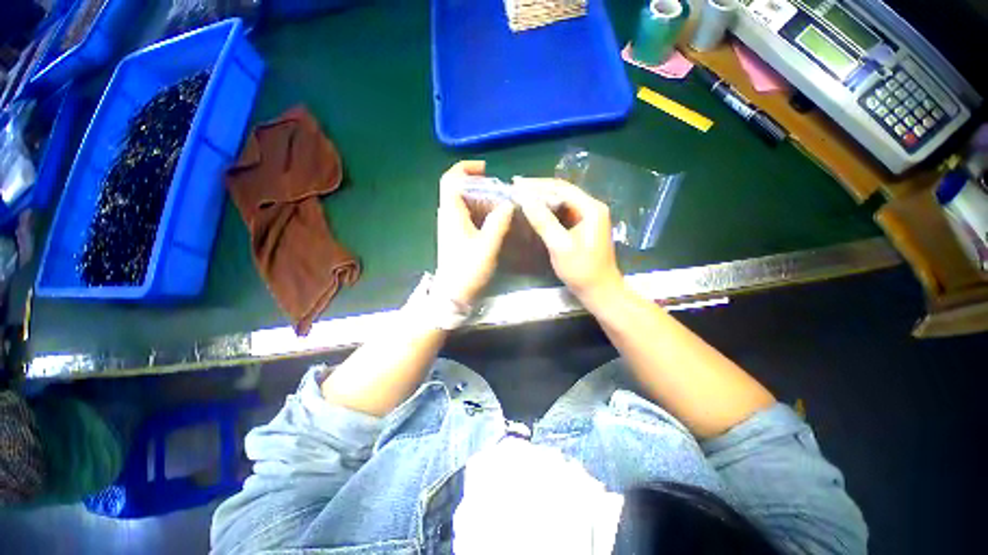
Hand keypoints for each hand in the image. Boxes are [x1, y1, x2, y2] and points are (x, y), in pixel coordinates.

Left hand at [434, 161, 513, 305]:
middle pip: (457, 189)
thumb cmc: (468, 269)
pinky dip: (479, 211)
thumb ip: (498, 222)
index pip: (450, 180)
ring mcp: (450, 227)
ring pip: (463, 203)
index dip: (465, 168)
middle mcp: (447, 216)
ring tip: (500, 203)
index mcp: (451, 213)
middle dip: (478, 183)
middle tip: (499, 189)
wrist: (453, 294)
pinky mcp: (455, 236)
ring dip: (480, 198)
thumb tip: (508, 204)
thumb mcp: (487, 246)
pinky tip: (494, 220)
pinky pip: (466, 215)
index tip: (485, 169)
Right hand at [515, 178, 623, 303]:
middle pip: (563, 191)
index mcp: (591, 209)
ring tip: (522, 196)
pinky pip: (564, 212)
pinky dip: (549, 210)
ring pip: (562, 201)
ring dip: (543, 198)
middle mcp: (592, 208)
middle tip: (516, 188)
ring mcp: (589, 217)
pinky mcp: (583, 227)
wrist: (600, 291)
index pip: (561, 188)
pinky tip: (535, 210)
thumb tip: (525, 199)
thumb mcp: (560, 246)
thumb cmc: (581, 270)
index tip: (516, 183)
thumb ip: (543, 221)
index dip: (537, 185)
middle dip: (539, 189)